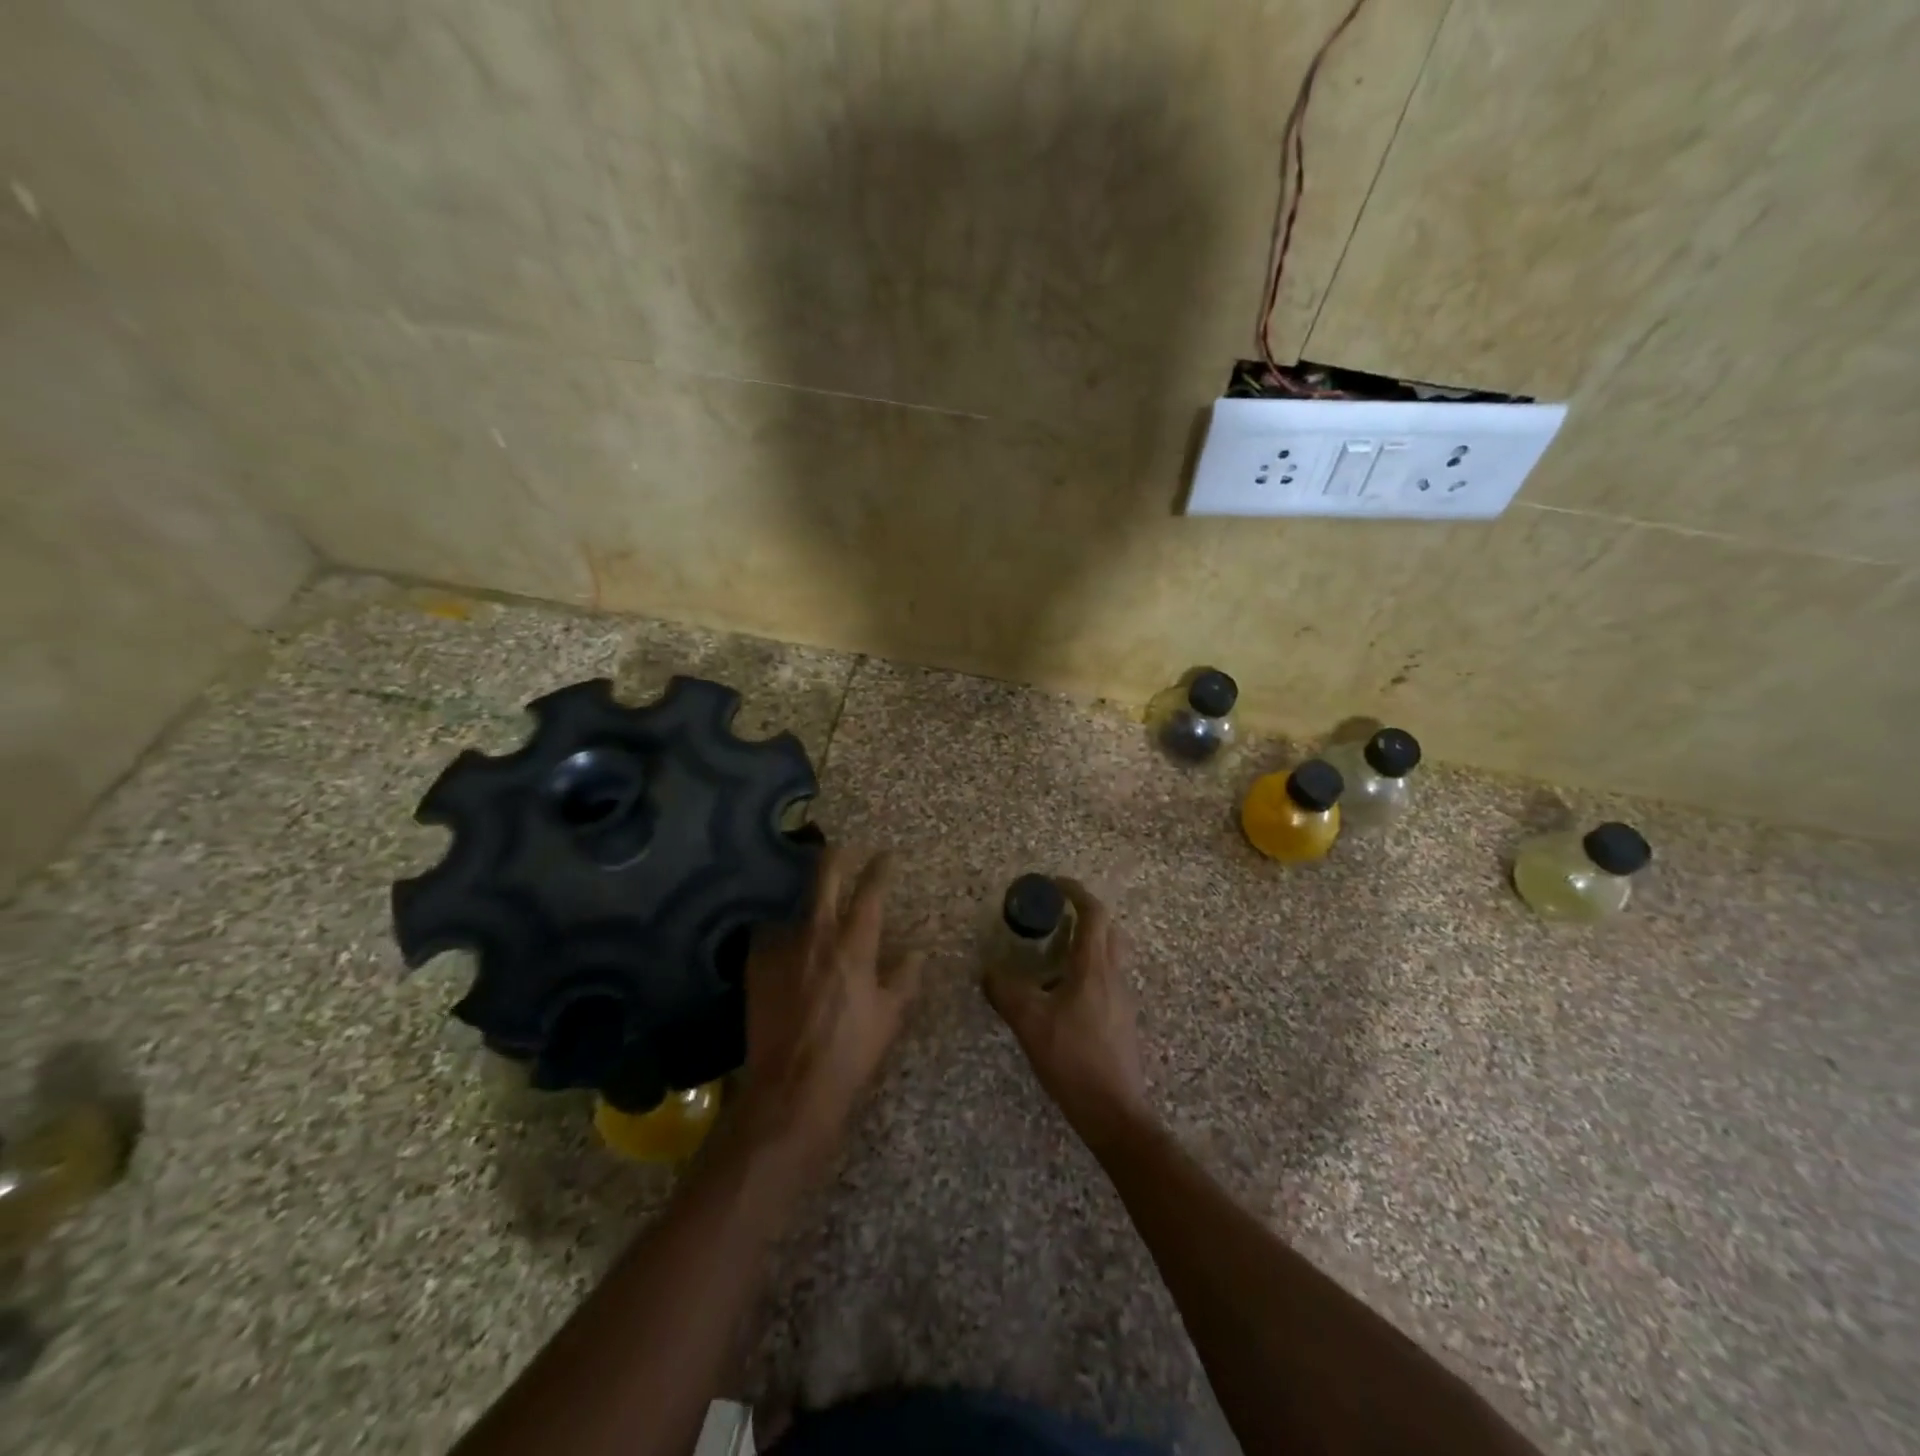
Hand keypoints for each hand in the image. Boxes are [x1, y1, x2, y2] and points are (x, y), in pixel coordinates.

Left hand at [733, 847, 922, 1171]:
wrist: (791, 1088)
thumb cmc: (850, 1053)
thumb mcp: (889, 1017)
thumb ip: (905, 978)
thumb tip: (918, 952)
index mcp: (854, 946)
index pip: (870, 893)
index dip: (879, 868)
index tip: (885, 854)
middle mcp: (817, 935)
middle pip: (825, 878)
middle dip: (837, 857)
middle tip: (846, 849)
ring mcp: (782, 947)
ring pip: (794, 906)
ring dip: (808, 901)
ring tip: (813, 902)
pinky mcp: (756, 965)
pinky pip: (771, 935)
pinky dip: (782, 934)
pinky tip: (786, 943)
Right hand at [984, 879, 1150, 1149]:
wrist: (1115, 1112)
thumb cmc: (1074, 1059)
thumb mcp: (1030, 1023)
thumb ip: (1005, 992)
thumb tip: (987, 971)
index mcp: (1095, 967)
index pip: (1094, 913)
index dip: (1076, 892)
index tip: (1053, 884)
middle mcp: (1114, 975)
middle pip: (1108, 930)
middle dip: (1084, 915)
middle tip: (1054, 917)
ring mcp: (1122, 999)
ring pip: (1110, 955)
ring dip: (1086, 943)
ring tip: (1053, 954)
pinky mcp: (1122, 1020)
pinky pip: (1107, 979)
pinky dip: (1087, 970)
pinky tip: (1063, 994)